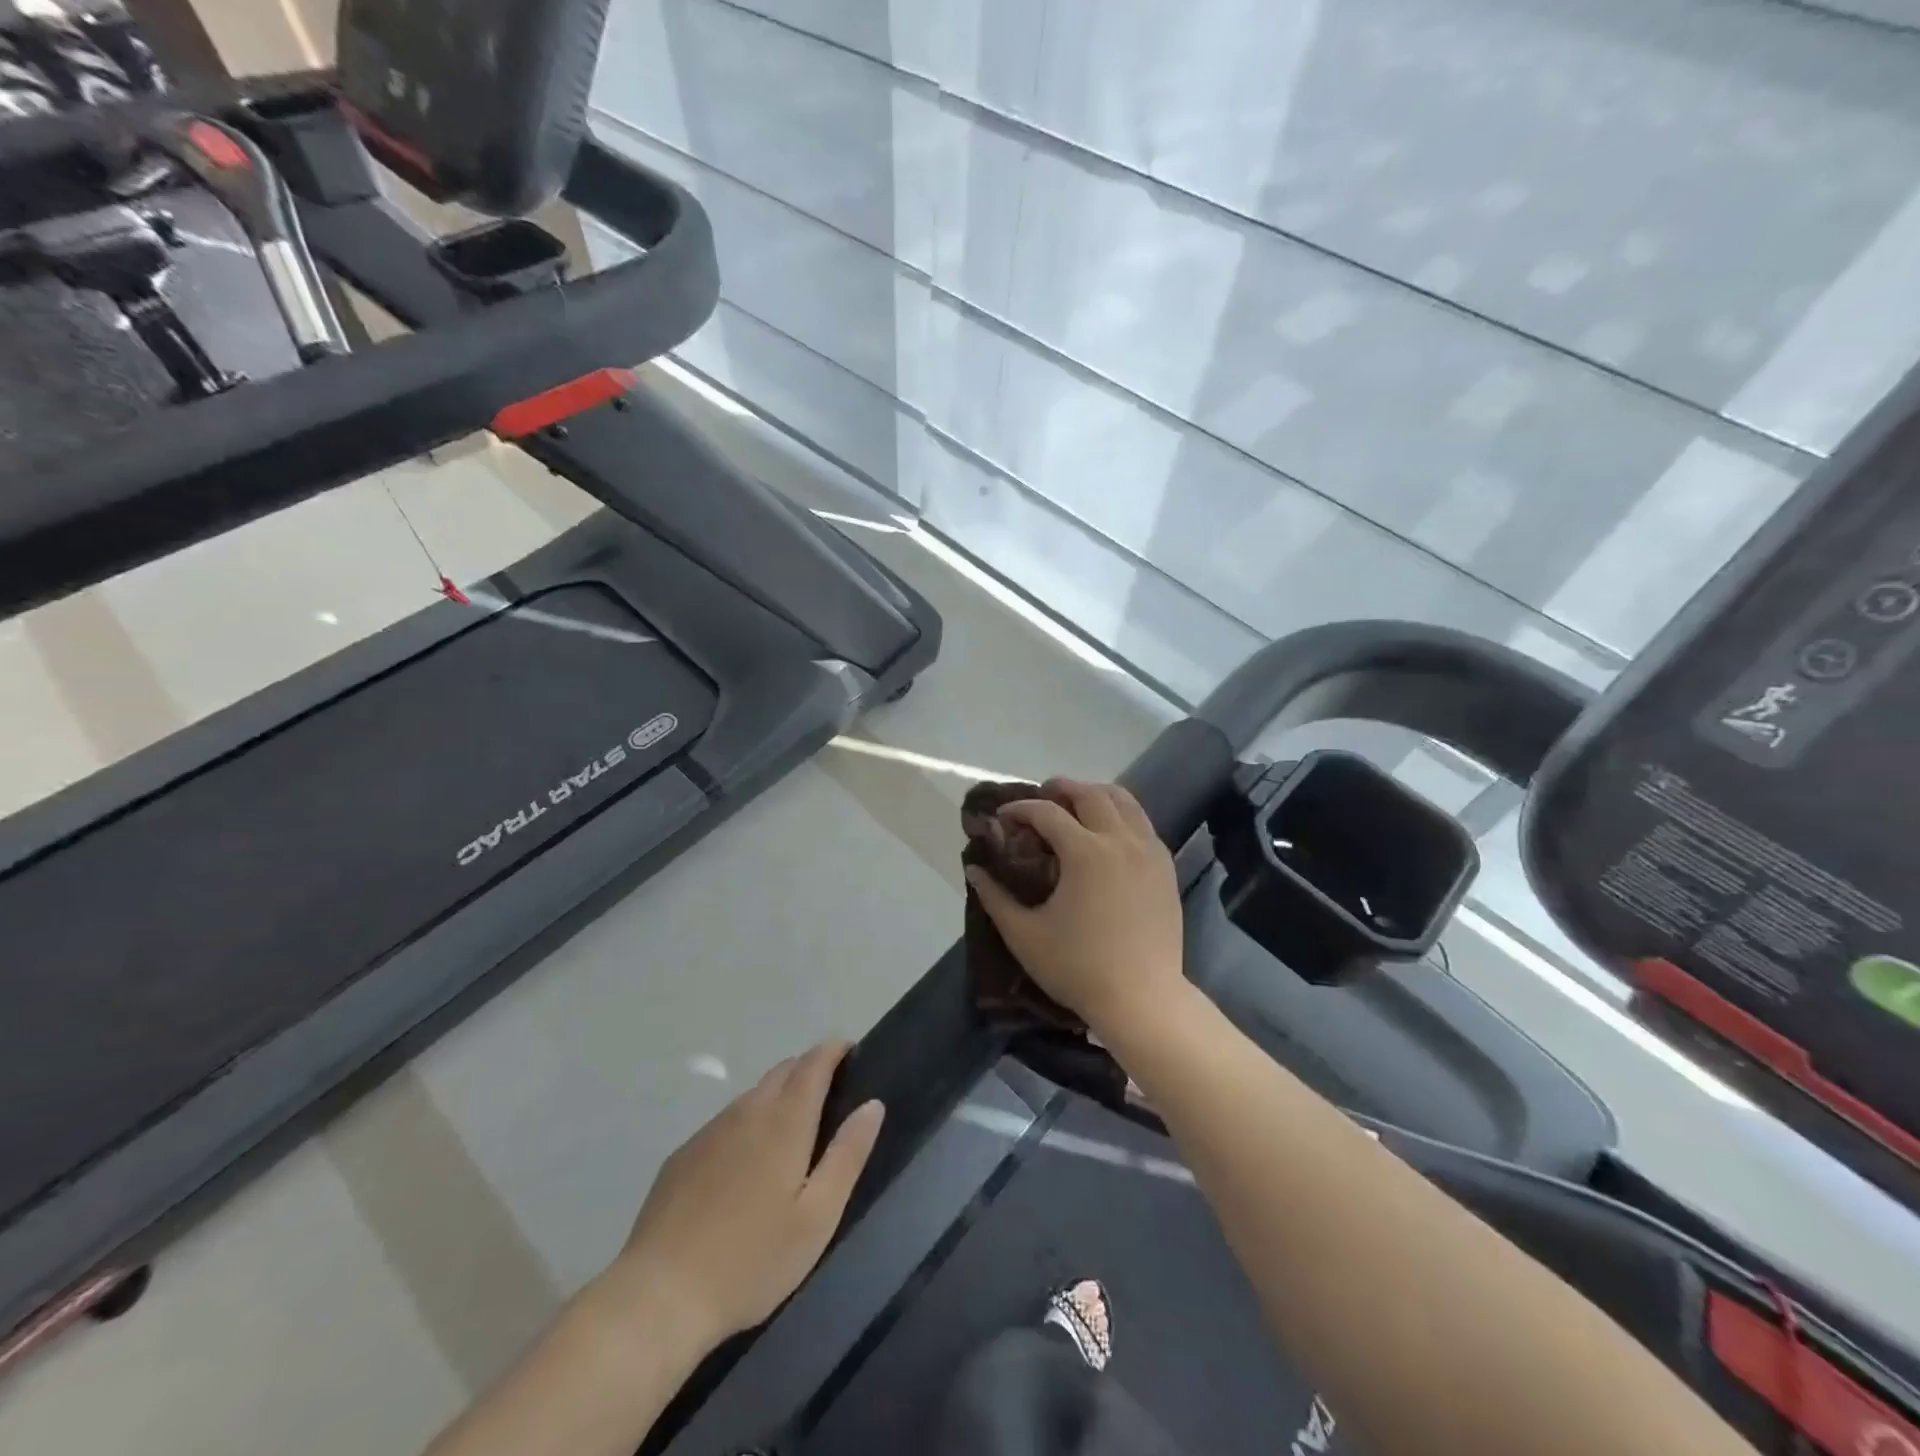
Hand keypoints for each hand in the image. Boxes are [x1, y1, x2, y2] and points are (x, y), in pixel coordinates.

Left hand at [597, 1041, 883, 1352]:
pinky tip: (745, 1166)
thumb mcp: (817, 1217)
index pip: (814, 1063)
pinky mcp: (683, 1155)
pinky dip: (747, 1124)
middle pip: (783, 1071)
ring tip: (792, 1132)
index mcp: (785, 1121)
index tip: (851, 1051)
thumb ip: (847, 1155)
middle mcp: (747, 1111)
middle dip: (809, 1070)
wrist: (658, 1297)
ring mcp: (710, 1131)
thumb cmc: (751, 1261)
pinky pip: (726, 1122)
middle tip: (830, 1096)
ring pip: (753, 1095)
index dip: (834, 1050)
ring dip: (777, 1097)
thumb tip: (872, 1104)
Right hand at [964, 779, 1185, 1036]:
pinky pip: (1143, 824)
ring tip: (1076, 805)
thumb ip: (995, 898)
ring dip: (1096, 794)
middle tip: (1041, 795)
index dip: (1020, 808)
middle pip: (1090, 794)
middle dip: (1062, 788)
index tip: (1002, 816)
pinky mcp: (1165, 868)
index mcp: (1085, 852)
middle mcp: (1120, 841)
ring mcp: (1149, 852)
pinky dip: (1122, 816)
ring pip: (1125, 801)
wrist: (1142, 999)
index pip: (1047, 813)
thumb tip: (974, 870)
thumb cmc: (1078, 968)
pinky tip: (1108, 834)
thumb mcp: (1024, 935)